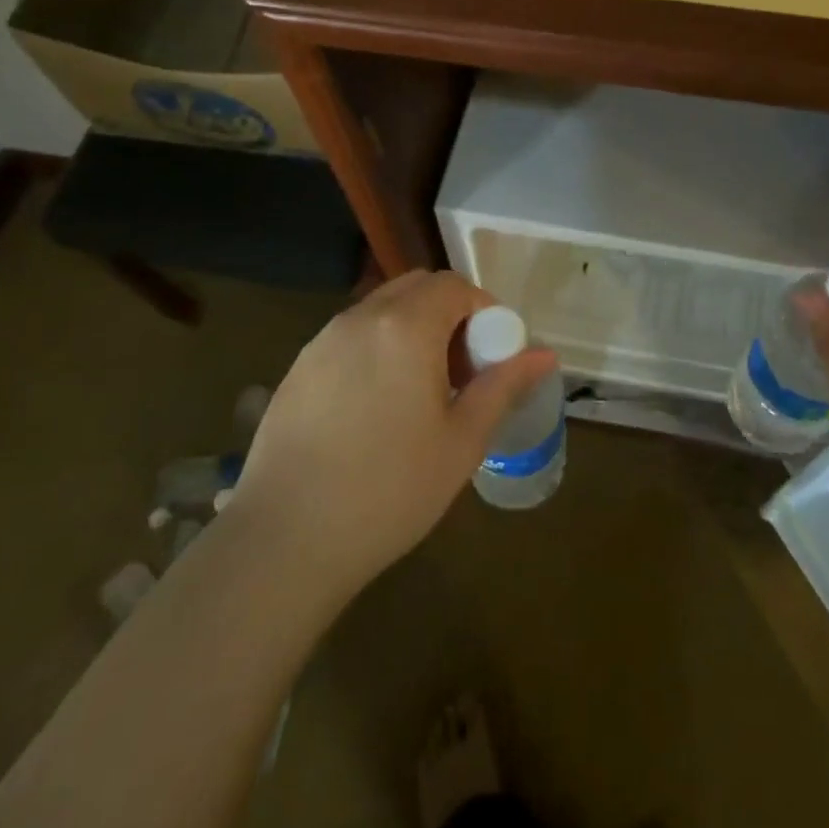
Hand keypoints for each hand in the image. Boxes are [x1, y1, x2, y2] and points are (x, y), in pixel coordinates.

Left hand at [230, 270, 555, 602]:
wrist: (284, 541)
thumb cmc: (390, 490)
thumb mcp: (462, 441)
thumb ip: (503, 386)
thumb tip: (544, 354)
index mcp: (406, 327)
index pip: (453, 286)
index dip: (482, 310)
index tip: (490, 356)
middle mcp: (361, 319)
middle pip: (416, 288)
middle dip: (448, 314)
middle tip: (459, 370)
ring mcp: (322, 341)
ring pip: (381, 310)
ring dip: (411, 328)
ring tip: (419, 391)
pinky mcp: (297, 368)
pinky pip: (349, 336)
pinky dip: (376, 348)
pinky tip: (374, 408)